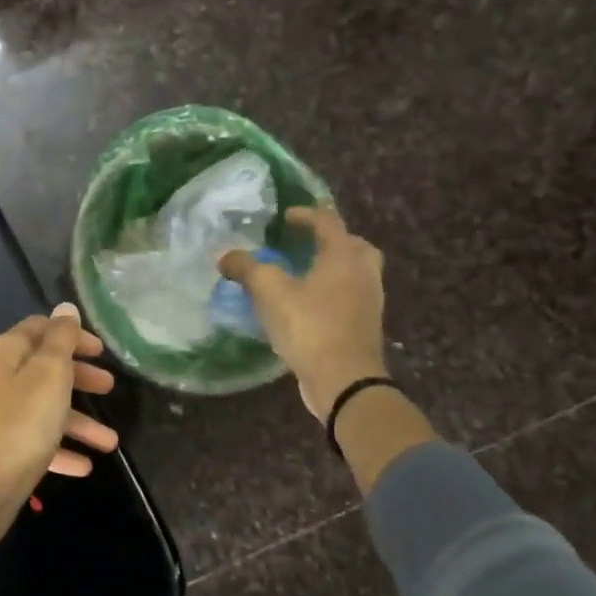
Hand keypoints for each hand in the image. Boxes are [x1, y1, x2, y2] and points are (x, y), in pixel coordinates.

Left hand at [0, 302, 118, 533]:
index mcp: (3, 354)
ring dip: (77, 421)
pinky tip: (83, 467)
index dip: (70, 335)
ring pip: (40, 409)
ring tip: (110, 443)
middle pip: (41, 369)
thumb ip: (60, 340)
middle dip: (78, 378)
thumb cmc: (19, 425)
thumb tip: (65, 308)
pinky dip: (58, 449)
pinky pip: (31, 442)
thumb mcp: (48, 375)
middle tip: (109, 388)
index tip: (100, 350)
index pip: (38, 329)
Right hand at [219, 207, 386, 423]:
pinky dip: (332, 292)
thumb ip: (246, 268)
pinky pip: (350, 297)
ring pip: (354, 273)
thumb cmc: (309, 326)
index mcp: (343, 256)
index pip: (327, 221)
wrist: (344, 381)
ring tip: (302, 275)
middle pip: (353, 245)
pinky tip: (307, 304)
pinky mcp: (364, 327)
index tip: (284, 217)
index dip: (305, 214)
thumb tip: (225, 257)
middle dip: (330, 240)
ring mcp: (369, 302)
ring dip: (332, 268)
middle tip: (305, 244)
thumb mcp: (269, 291)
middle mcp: (363, 273)